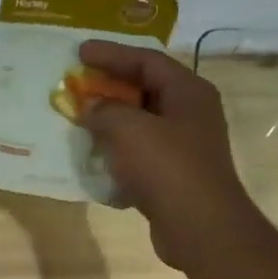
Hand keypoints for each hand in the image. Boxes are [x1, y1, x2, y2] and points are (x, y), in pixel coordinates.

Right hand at [77, 40, 257, 271]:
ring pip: (142, 123)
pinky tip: (96, 155)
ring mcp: (184, 146)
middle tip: (78, 83)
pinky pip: (141, 153)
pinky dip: (118, 150)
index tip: (79, 51)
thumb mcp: (129, 130)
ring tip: (81, 118)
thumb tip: (89, 107)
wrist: (199, 227)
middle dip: (110, 86)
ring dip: (112, 120)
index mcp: (188, 91)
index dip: (111, 53)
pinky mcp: (174, 175)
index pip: (146, 60)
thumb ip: (104, 111)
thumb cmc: (167, 168)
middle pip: (146, 89)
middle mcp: (191, 113)